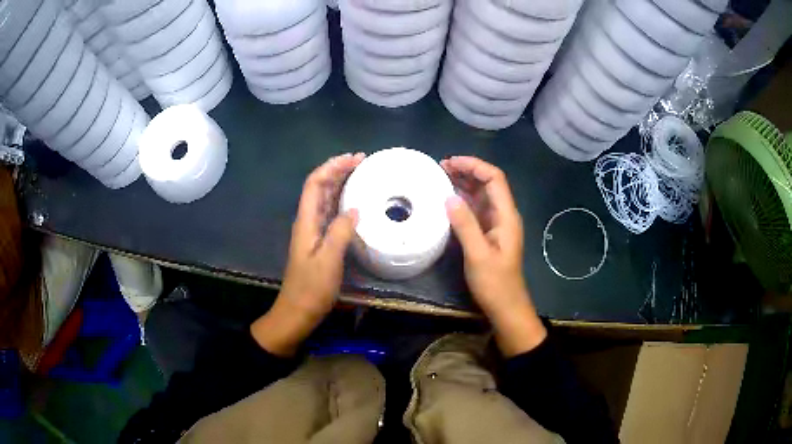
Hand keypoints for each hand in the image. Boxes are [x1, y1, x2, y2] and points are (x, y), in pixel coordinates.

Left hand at [252, 153, 364, 356]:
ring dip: (341, 183)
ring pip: (326, 199)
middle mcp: (308, 221)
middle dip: (338, 170)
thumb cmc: (311, 289)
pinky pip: (331, 214)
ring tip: (362, 175)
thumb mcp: (328, 261)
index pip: (315, 183)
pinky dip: (343, 202)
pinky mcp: (320, 243)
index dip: (332, 167)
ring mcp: (314, 232)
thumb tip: (355, 209)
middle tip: (363, 162)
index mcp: (306, 221)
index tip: (354, 159)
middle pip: (320, 187)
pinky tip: (356, 204)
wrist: (298, 312)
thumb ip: (340, 233)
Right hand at [441, 156, 546, 356]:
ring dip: (464, 184)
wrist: (506, 307)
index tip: (451, 162)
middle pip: (488, 184)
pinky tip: (448, 200)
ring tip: (440, 177)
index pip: (495, 179)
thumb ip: (465, 225)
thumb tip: (449, 196)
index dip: (475, 166)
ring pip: (481, 196)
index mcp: (506, 216)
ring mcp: (496, 225)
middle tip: (440, 167)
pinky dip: (462, 200)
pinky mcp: (488, 234)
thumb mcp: (478, 255)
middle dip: (467, 171)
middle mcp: (503, 215)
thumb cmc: (495, 283)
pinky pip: (476, 210)